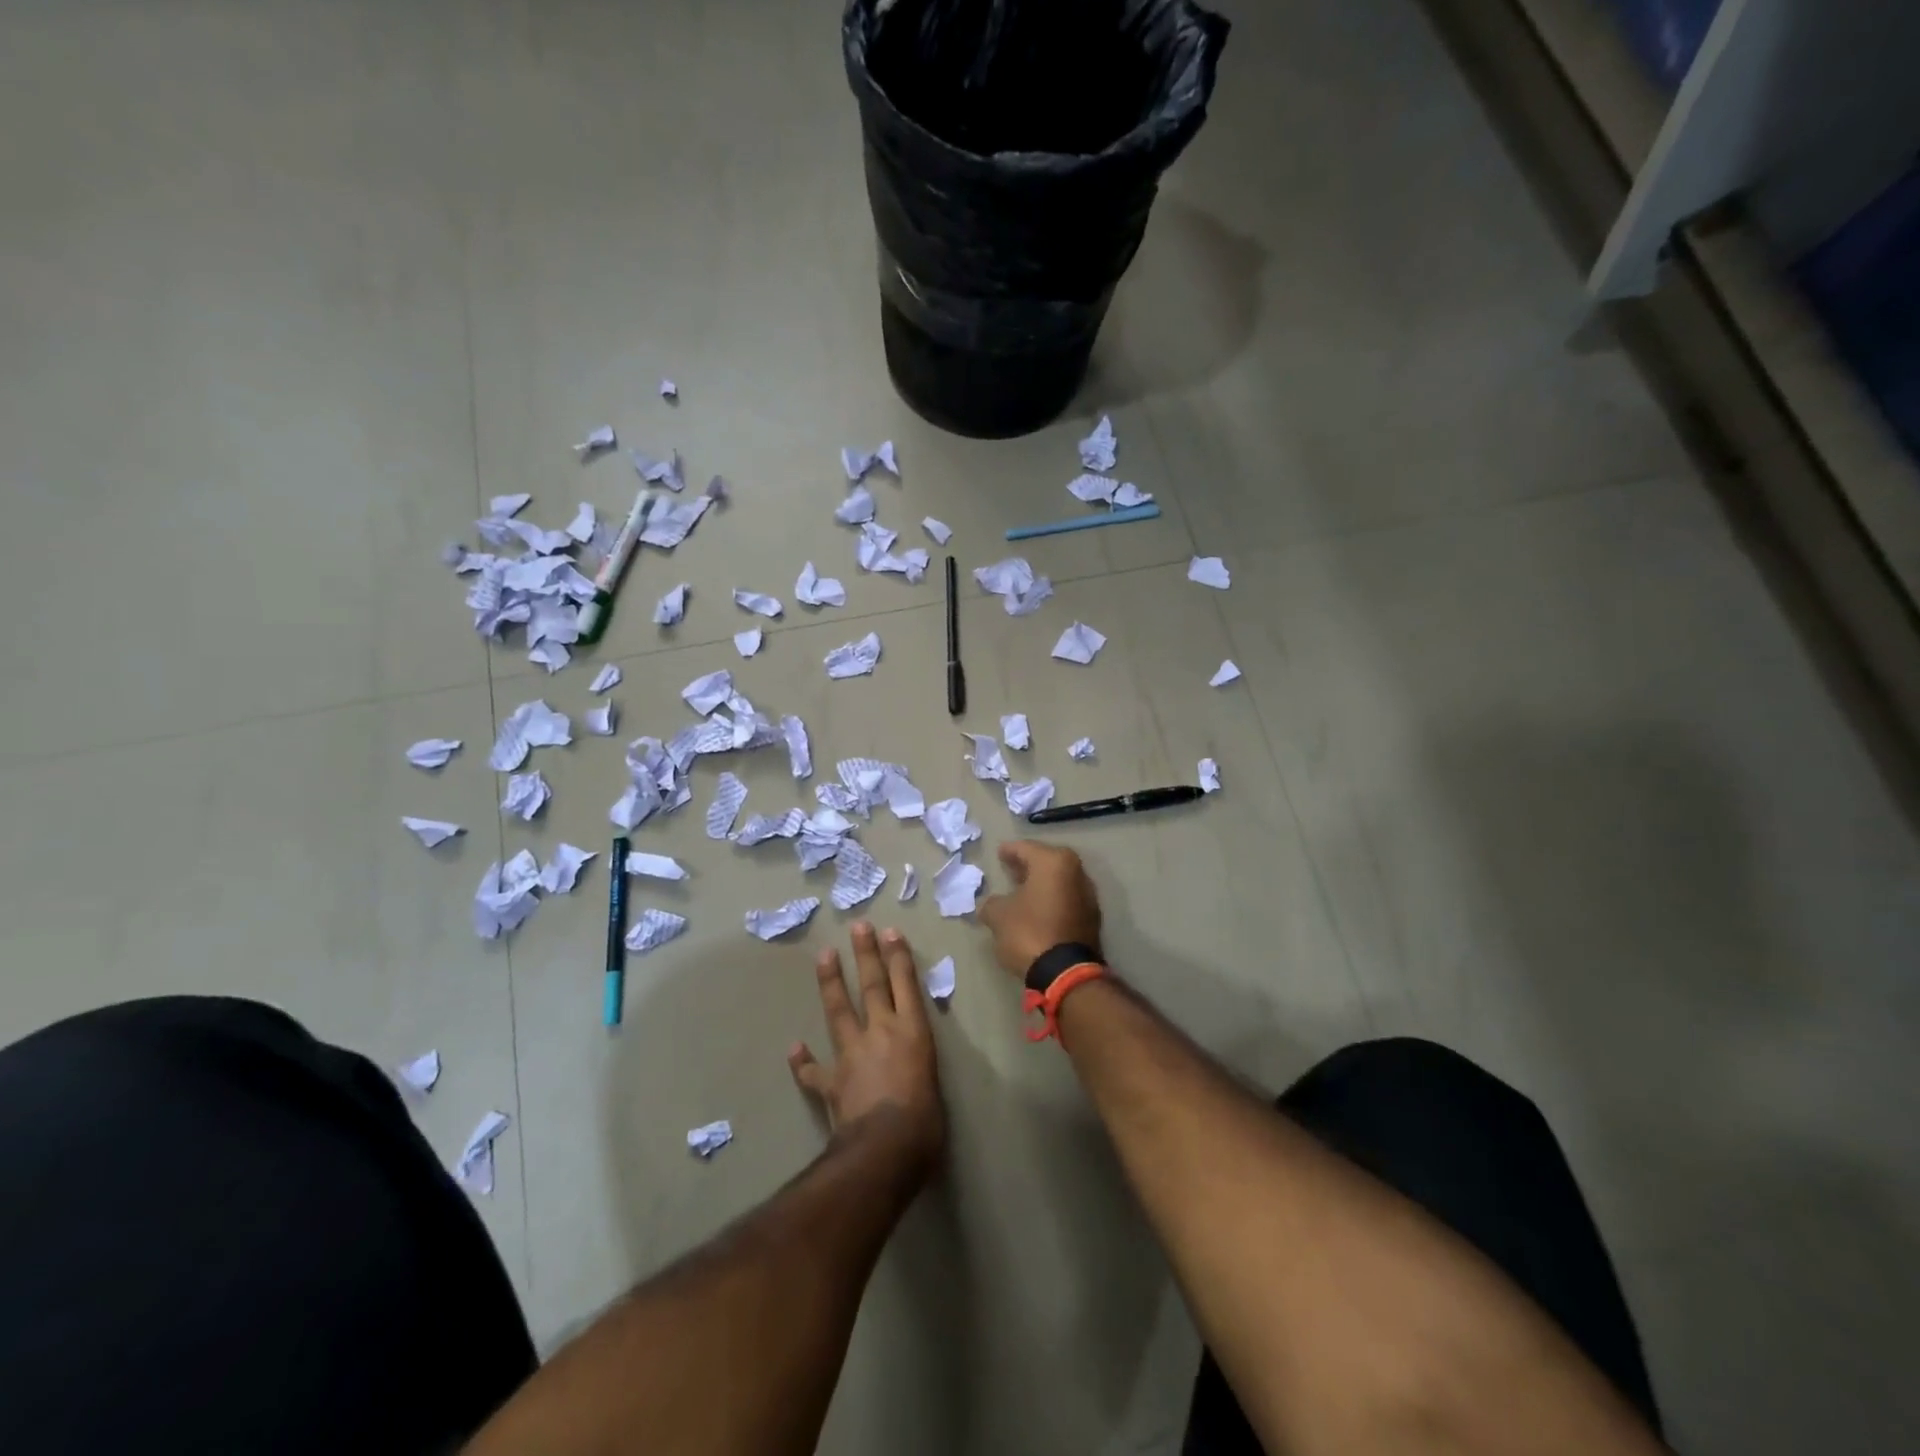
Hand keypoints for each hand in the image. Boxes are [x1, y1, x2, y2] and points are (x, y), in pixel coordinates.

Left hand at [789, 923, 944, 1177]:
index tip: (889, 932)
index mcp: (913, 1033)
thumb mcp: (934, 1086)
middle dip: (866, 955)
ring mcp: (852, 1054)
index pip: (905, 985)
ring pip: (839, 1011)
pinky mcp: (832, 1081)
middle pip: (872, 986)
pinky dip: (804, 1060)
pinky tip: (794, 1048)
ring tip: (825, 956)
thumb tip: (912, 1076)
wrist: (885, 1148)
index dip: (898, 957)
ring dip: (832, 983)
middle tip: (858, 927)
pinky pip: (814, 1069)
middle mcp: (881, 1033)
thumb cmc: (925, 1123)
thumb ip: (920, 1070)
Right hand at [978, 841, 1103, 977]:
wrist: (1066, 972)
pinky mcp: (1092, 918)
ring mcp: (1088, 895)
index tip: (999, 852)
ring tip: (1022, 890)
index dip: (1010, 850)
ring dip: (1042, 883)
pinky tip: (1038, 909)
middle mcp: (1076, 872)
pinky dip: (1052, 899)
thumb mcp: (999, 916)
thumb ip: (992, 903)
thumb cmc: (1029, 932)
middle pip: (1047, 862)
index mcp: (1054, 862)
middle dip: (1028, 865)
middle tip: (1010, 868)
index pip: (1026, 848)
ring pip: (1059, 881)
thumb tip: (992, 905)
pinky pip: (1067, 899)